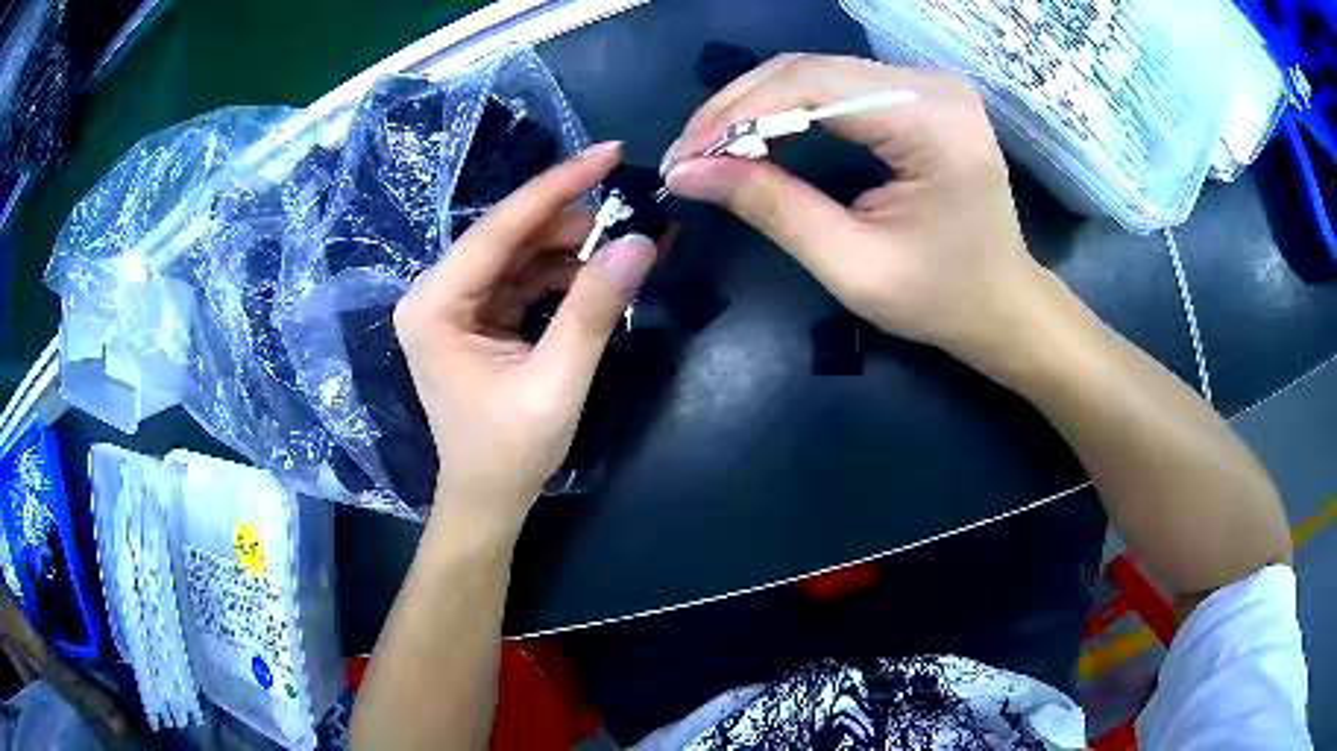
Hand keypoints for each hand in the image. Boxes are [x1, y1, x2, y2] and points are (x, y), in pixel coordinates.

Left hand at [394, 142, 656, 525]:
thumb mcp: (557, 384)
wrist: (487, 497)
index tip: (609, 154)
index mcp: (435, 306)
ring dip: (575, 247)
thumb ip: (593, 311)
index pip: (498, 229)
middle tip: (636, 211)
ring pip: (521, 253)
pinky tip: (603, 274)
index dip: (557, 187)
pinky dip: (565, 273)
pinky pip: (524, 278)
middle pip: (510, 235)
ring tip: (630, 245)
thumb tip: (637, 243)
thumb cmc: (510, 451)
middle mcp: (435, 293)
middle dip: (574, 221)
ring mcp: (456, 303)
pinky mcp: (477, 315)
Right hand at [662, 54, 1053, 368]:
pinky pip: (837, 83)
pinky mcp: (920, 93)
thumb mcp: (852, 265)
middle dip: (737, 109)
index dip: (736, 115)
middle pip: (809, 68)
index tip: (682, 159)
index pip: (810, 86)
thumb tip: (688, 173)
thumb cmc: (941, 298)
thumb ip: (772, 208)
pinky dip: (789, 107)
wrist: (1003, 303)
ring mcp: (929, 84)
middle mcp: (932, 85)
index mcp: (931, 123)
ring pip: (816, 70)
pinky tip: (761, 135)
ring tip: (713, 149)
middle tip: (689, 156)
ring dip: (757, 105)